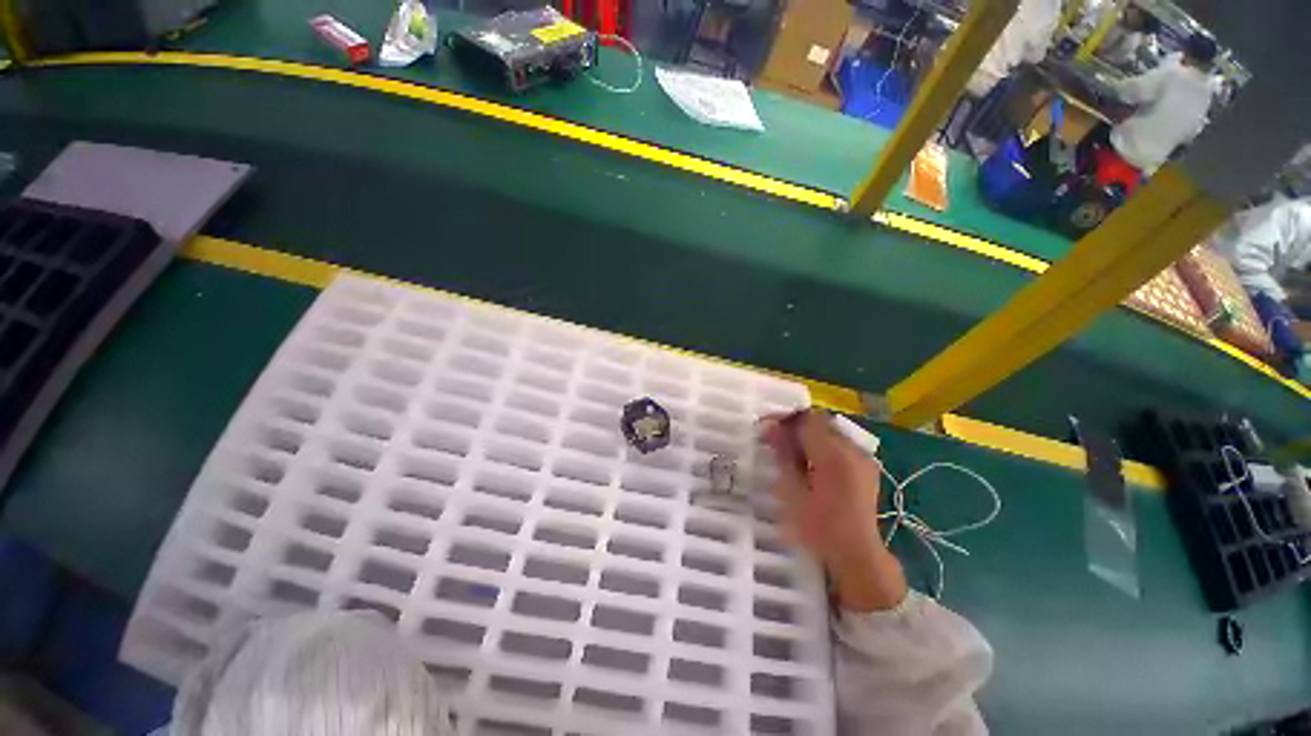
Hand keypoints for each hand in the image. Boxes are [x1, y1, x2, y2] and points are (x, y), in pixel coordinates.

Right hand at [761, 410, 906, 611]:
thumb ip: (782, 454)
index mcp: (833, 454)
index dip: (784, 418)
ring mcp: (863, 457)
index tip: (766, 428)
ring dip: (808, 435)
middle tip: (774, 439)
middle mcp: (852, 449)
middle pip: (820, 421)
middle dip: (795, 425)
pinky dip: (822, 445)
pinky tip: (811, 463)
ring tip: (790, 452)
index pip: (807, 418)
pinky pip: (840, 443)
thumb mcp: (792, 491)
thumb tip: (770, 426)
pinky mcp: (867, 467)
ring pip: (830, 431)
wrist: (857, 556)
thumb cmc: (819, 528)